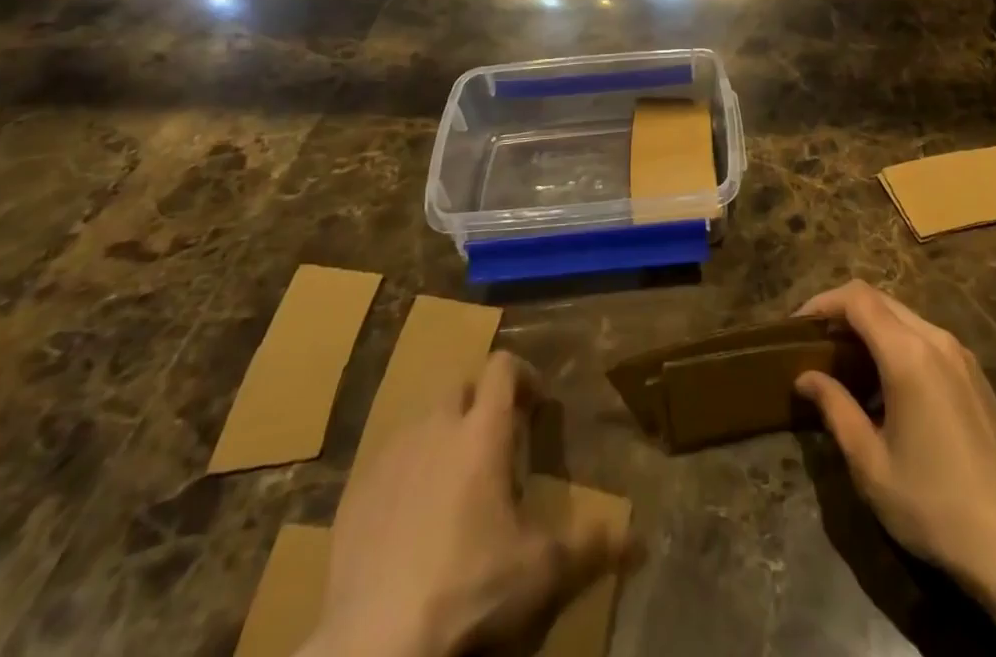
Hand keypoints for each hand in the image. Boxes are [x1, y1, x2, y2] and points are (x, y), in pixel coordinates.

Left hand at [304, 352, 629, 656]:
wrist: (373, 648)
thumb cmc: (468, 590)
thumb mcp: (541, 572)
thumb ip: (593, 547)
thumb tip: (641, 542)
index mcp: (481, 431)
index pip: (502, 367)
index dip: (523, 375)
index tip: (537, 405)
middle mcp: (434, 428)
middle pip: (460, 386)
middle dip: (481, 403)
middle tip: (499, 443)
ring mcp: (389, 458)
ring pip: (421, 421)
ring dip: (443, 434)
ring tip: (456, 480)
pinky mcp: (353, 494)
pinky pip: (386, 461)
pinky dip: (406, 472)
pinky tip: (411, 518)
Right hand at [792, 280, 995, 596]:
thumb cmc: (931, 504)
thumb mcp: (870, 462)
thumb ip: (835, 408)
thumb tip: (806, 377)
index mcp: (908, 354)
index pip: (857, 299)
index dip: (823, 303)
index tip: (798, 326)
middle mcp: (936, 340)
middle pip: (880, 300)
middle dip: (844, 312)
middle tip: (816, 343)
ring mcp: (960, 354)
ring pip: (904, 316)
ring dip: (871, 327)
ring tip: (846, 362)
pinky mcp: (974, 374)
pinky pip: (926, 337)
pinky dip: (897, 341)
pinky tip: (886, 382)